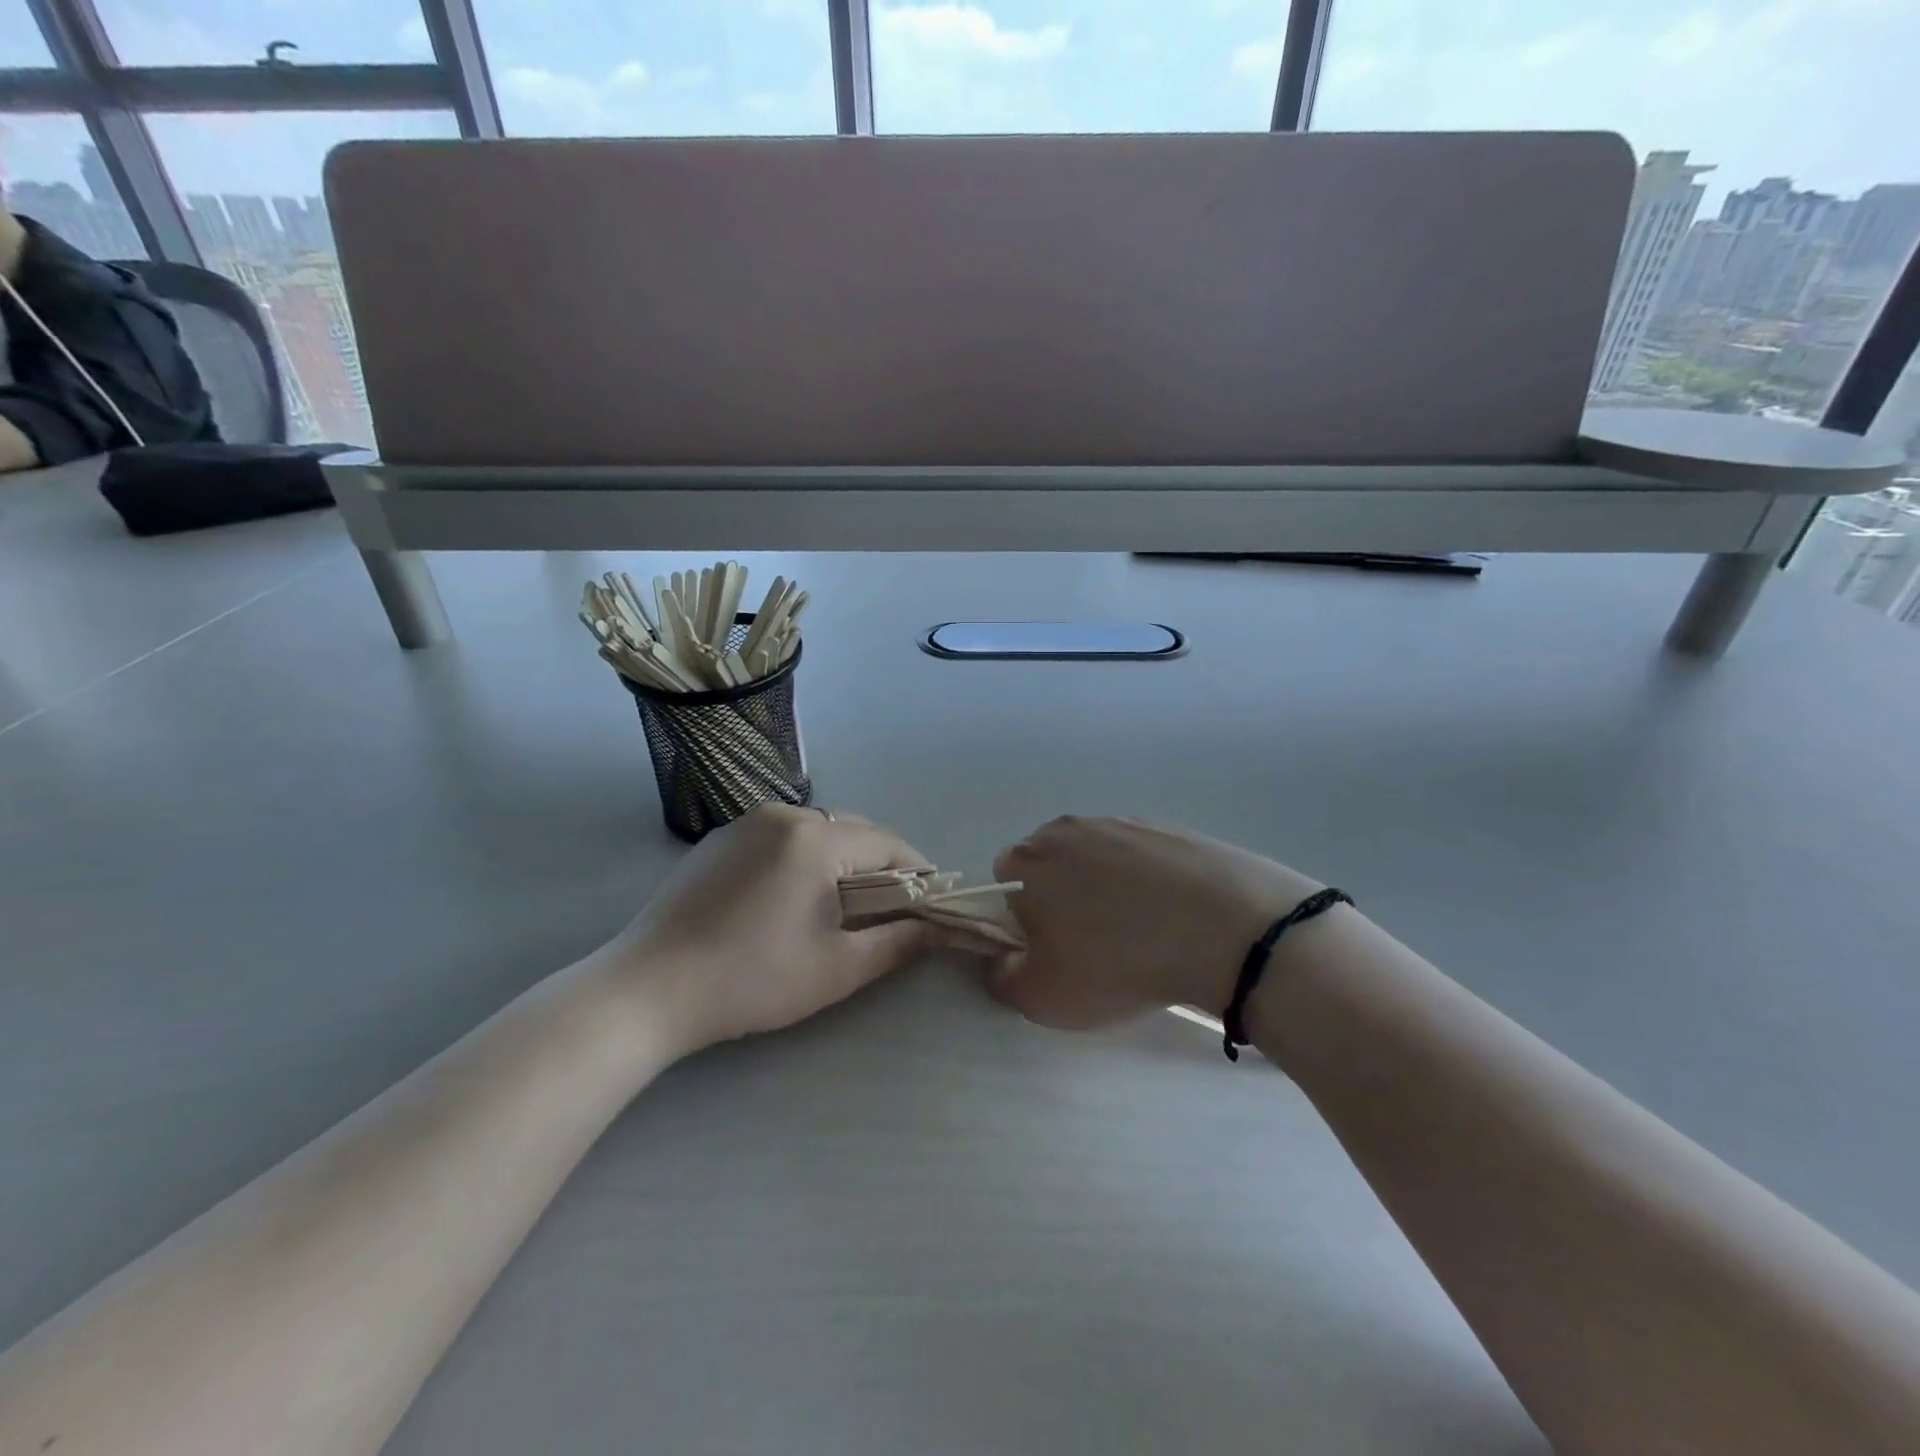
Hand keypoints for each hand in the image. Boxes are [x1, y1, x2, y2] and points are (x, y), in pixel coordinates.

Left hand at [607, 805, 932, 1051]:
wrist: (648, 989)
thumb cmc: (752, 979)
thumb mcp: (836, 968)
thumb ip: (896, 943)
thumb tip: (934, 929)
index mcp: (815, 838)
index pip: (887, 844)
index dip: (917, 872)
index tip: (931, 902)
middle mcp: (782, 814)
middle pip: (852, 831)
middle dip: (879, 866)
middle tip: (889, 909)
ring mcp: (744, 823)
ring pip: (814, 832)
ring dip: (839, 861)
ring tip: (841, 905)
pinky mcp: (717, 840)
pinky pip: (778, 839)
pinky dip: (800, 860)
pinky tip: (789, 899)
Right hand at [991, 816, 1324, 1029]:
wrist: (1223, 928)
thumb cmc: (1116, 962)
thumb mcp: (1041, 997)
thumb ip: (1002, 977)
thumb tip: (1002, 959)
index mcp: (1027, 861)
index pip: (1004, 882)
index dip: (1021, 918)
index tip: (1050, 948)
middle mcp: (1066, 830)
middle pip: (1050, 863)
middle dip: (1061, 897)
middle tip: (1092, 943)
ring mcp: (1121, 823)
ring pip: (1097, 858)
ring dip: (1106, 888)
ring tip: (1140, 932)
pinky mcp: (1167, 828)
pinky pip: (1142, 857)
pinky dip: (1148, 881)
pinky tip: (1173, 915)